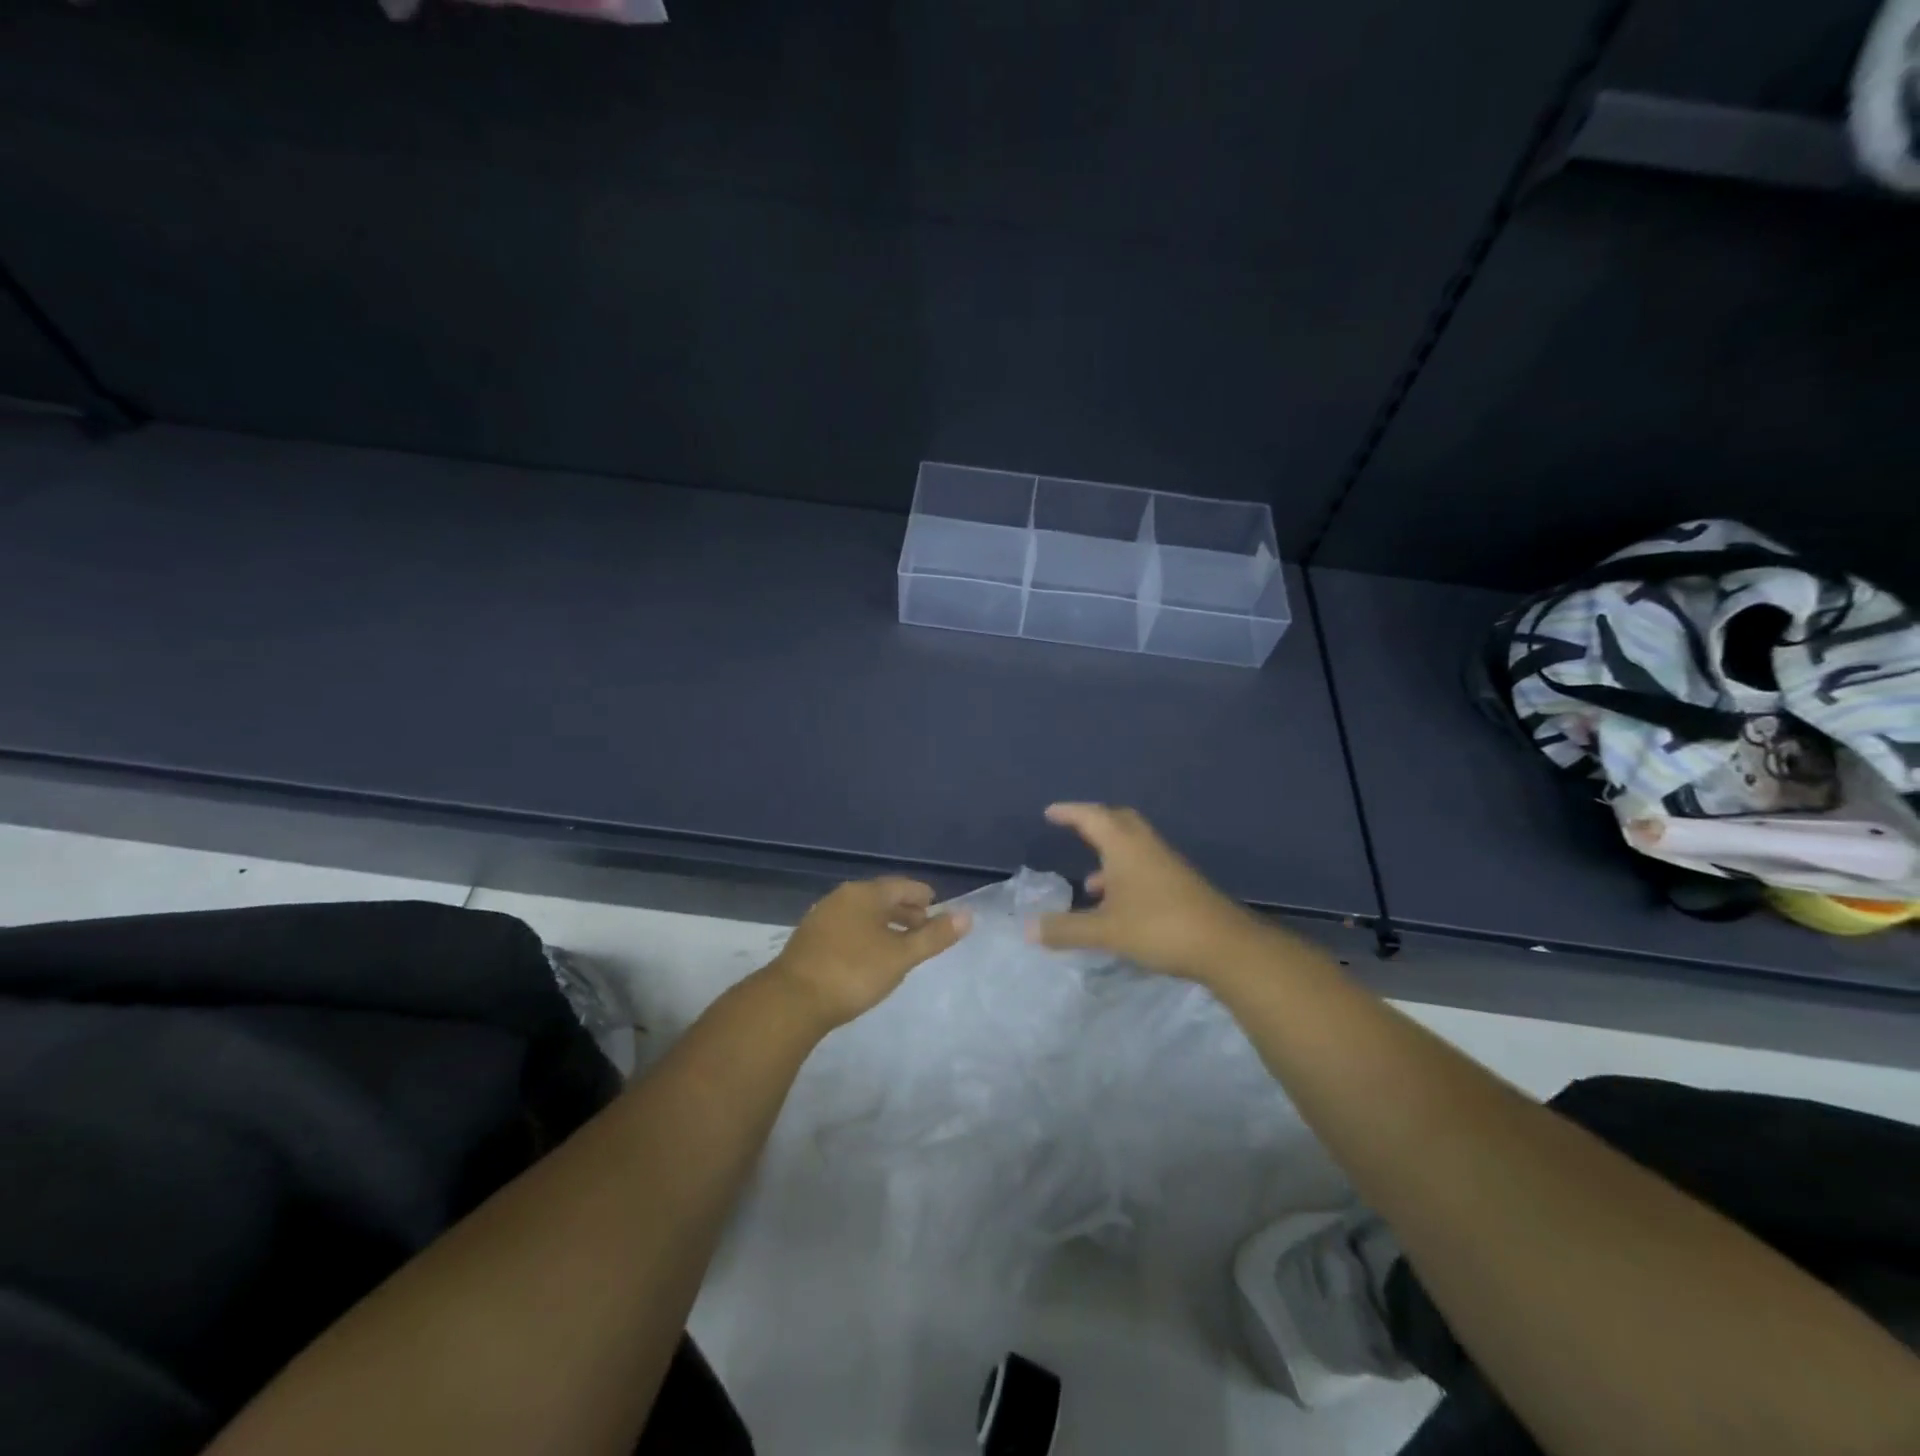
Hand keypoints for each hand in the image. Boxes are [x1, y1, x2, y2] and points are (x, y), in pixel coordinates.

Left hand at [766, 877, 970, 1029]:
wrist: (792, 1000)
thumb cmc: (854, 972)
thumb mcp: (901, 956)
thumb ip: (934, 936)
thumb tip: (967, 915)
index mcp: (865, 893)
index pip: (902, 885)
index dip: (922, 895)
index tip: (937, 906)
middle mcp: (842, 897)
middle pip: (880, 897)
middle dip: (904, 910)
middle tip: (923, 926)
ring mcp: (822, 917)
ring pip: (862, 913)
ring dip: (884, 923)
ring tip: (899, 943)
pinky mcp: (809, 939)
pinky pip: (847, 927)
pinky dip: (865, 934)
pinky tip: (869, 955)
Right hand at [1030, 803, 1272, 984]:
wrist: (1224, 946)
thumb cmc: (1159, 927)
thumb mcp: (1105, 931)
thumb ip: (1066, 929)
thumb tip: (1028, 928)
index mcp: (1125, 846)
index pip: (1092, 817)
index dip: (1069, 812)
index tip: (1050, 813)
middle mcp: (1146, 847)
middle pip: (1118, 821)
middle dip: (1094, 822)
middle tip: (1074, 828)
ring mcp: (1167, 864)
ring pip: (1133, 847)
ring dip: (1110, 855)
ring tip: (1089, 883)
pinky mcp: (1180, 884)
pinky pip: (1144, 866)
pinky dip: (1125, 875)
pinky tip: (1118, 906)